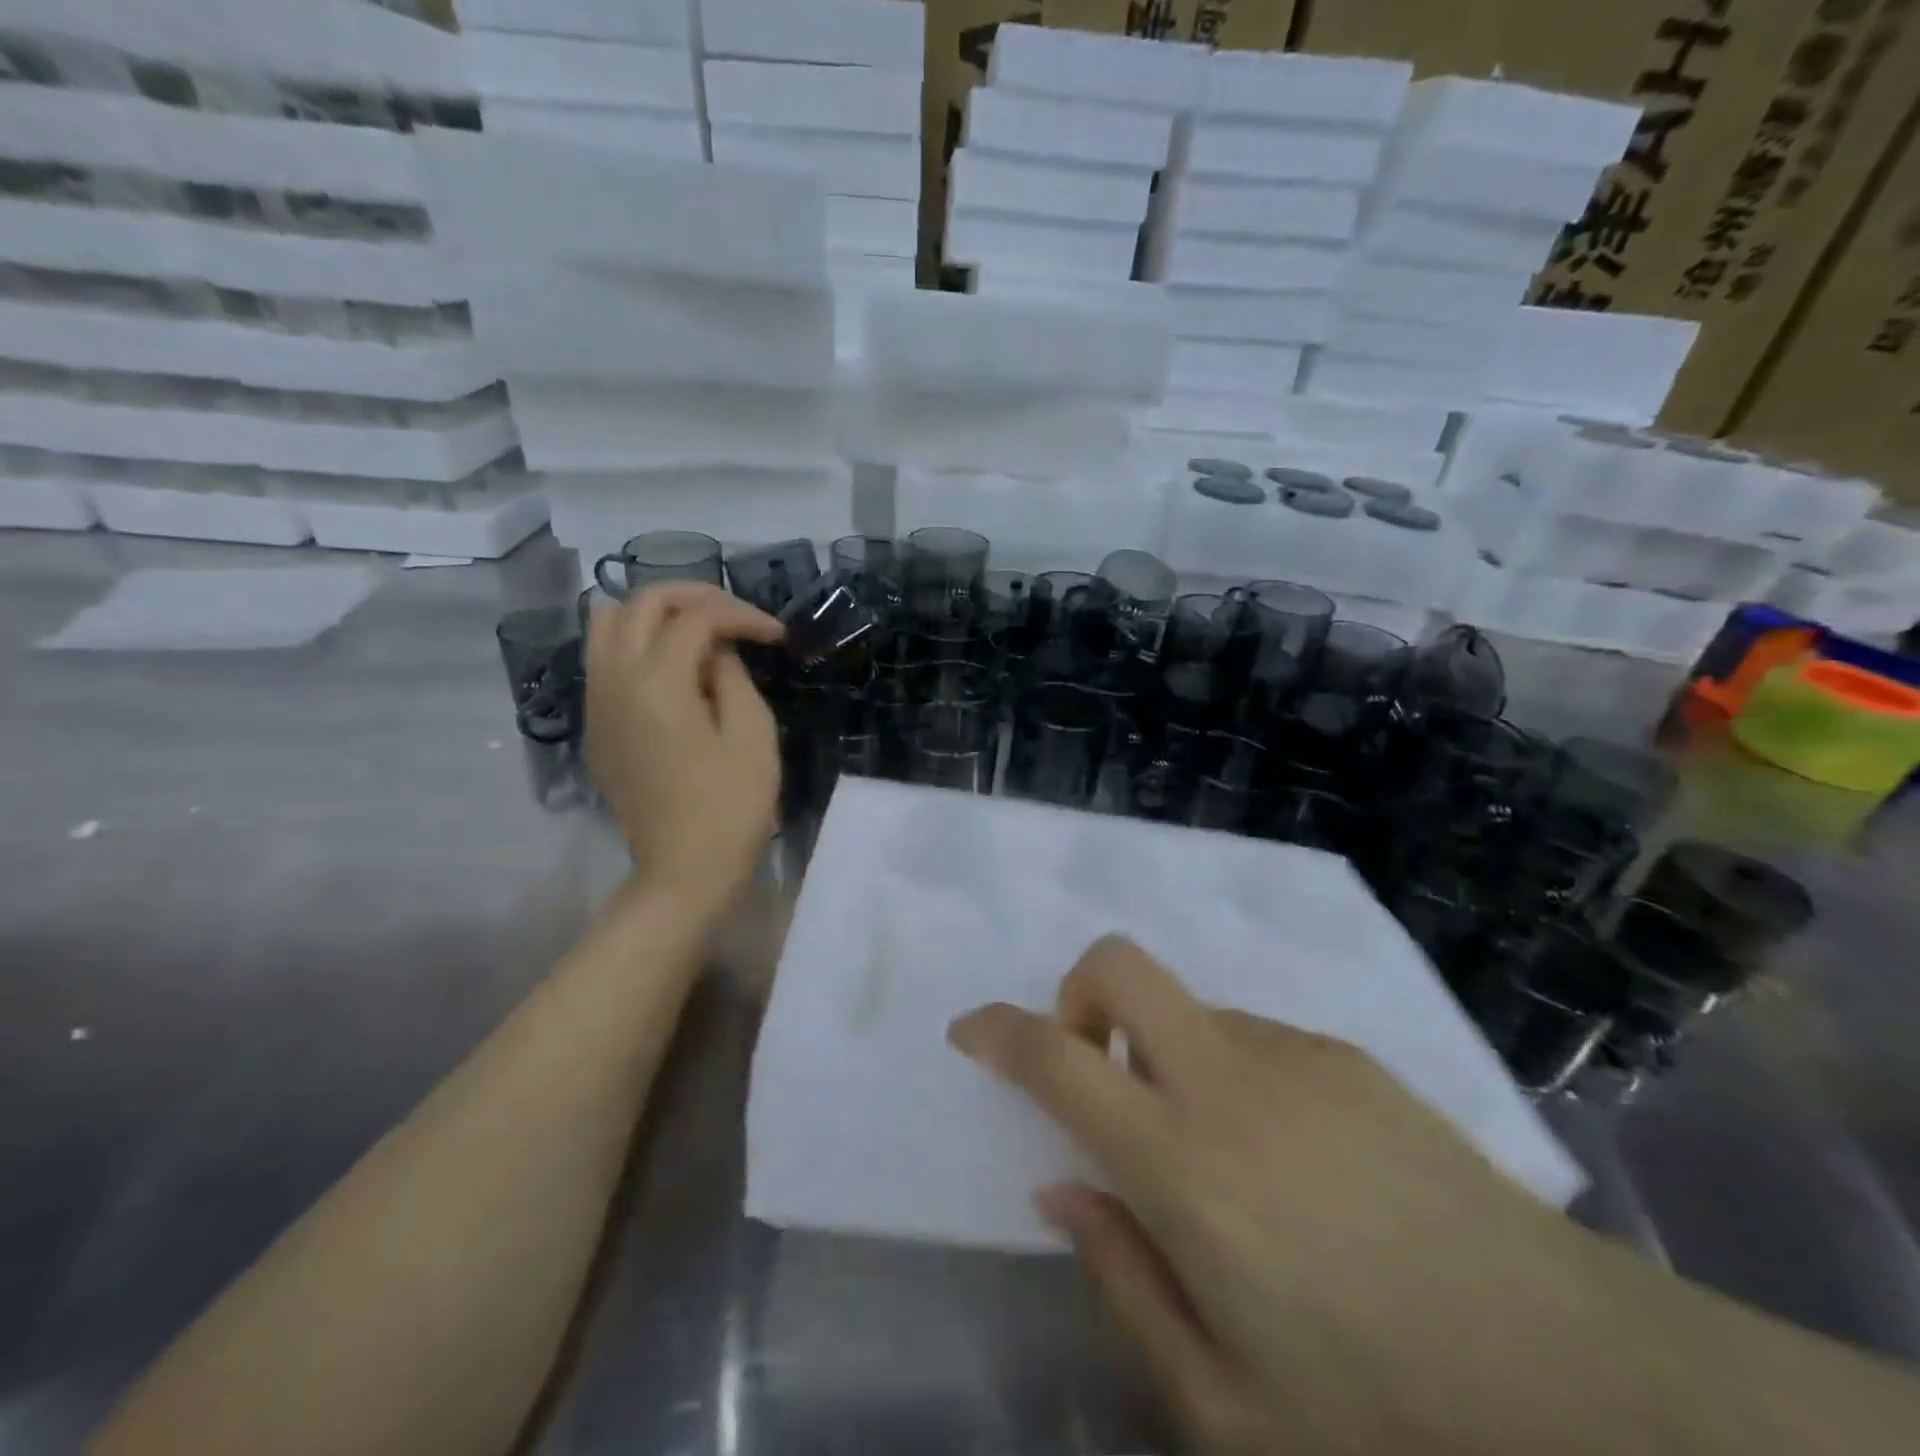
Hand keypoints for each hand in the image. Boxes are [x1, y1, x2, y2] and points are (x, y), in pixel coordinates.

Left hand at [585, 583, 783, 926]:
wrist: (684, 870)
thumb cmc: (731, 806)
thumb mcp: (751, 733)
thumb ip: (732, 675)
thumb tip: (716, 649)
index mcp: (657, 682)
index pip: (696, 618)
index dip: (742, 615)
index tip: (776, 634)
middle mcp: (613, 680)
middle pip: (641, 602)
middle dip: (694, 596)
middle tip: (736, 616)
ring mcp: (596, 704)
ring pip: (607, 624)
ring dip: (655, 613)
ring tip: (698, 631)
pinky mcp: (596, 727)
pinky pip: (603, 660)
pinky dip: (636, 644)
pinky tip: (674, 669)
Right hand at [948, 937, 1641, 1455]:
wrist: (1592, 1387)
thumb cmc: (1391, 1422)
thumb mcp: (1227, 1407)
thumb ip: (1122, 1279)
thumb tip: (1063, 1188)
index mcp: (1185, 1168)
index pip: (1057, 1060)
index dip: (998, 1031)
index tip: (970, 1032)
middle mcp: (1230, 1082)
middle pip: (1120, 965)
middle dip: (1077, 995)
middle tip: (1093, 1073)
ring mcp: (1295, 1055)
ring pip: (1188, 1012)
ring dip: (1164, 1057)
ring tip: (1219, 1162)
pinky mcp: (1347, 1056)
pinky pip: (1251, 1038)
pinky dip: (1229, 1076)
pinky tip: (1291, 1167)